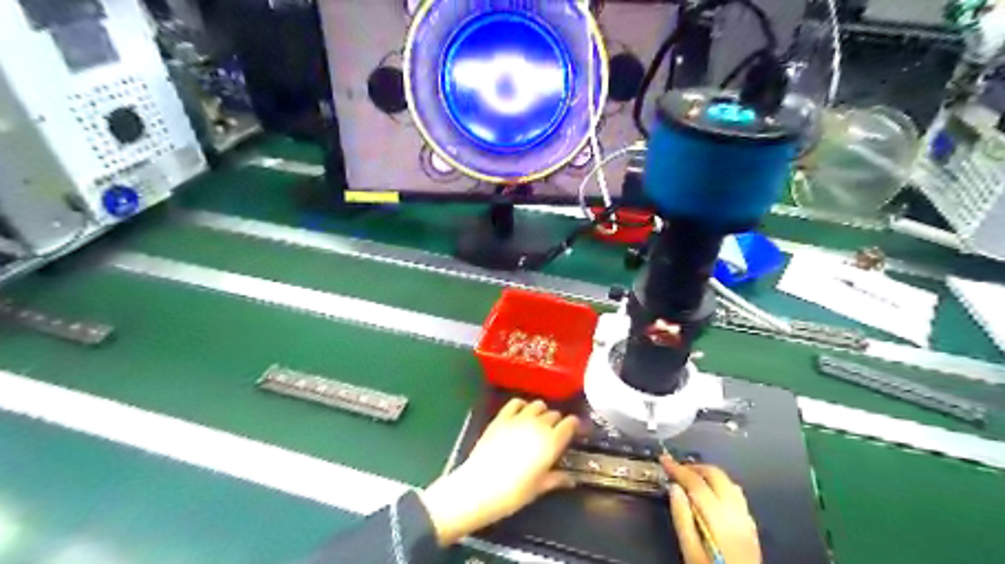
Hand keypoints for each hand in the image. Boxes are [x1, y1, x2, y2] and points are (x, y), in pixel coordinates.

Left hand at [421, 396, 577, 545]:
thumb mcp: (539, 488)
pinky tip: (521, 413)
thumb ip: (556, 479)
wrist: (479, 487)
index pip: (570, 424)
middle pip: (554, 414)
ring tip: (538, 422)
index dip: (574, 425)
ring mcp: (518, 418)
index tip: (574, 431)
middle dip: (557, 421)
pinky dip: (522, 405)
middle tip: (553, 433)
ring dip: (541, 412)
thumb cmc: (513, 493)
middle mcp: (538, 425)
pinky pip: (516, 402)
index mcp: (552, 442)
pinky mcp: (501, 417)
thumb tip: (571, 479)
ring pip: (537, 404)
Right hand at [661, 454, 761, 563]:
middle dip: (694, 467)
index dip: (678, 469)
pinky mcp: (751, 524)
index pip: (696, 483)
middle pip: (715, 475)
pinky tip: (711, 491)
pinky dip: (721, 484)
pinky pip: (736, 493)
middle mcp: (736, 512)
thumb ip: (681, 518)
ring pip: (728, 481)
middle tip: (676, 468)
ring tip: (691, 477)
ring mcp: (747, 517)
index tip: (664, 459)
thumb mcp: (690, 551)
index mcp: (718, 519)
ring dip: (708, 474)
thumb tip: (674, 488)